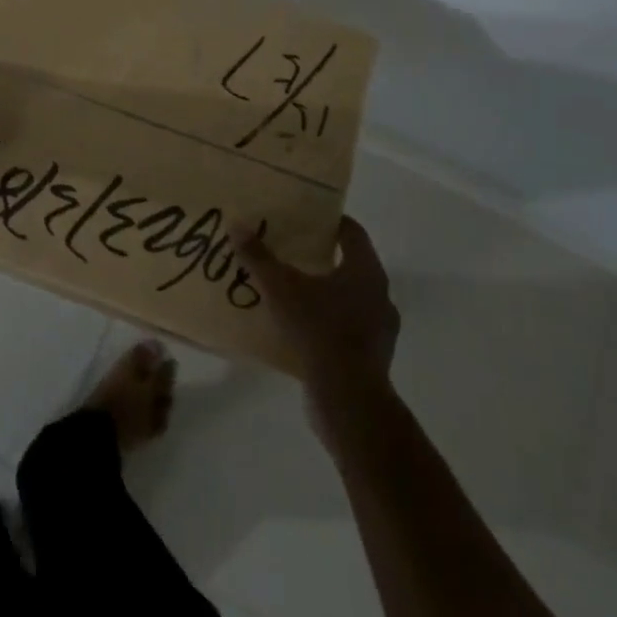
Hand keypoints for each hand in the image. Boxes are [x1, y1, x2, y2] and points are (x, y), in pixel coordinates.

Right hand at [238, 217, 400, 432]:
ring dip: (325, 292)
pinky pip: (347, 328)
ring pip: (350, 298)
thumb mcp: (281, 288)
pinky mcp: (372, 358)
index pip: (352, 232)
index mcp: (366, 271)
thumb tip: (237, 225)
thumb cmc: (319, 330)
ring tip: (292, 290)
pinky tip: (301, 327)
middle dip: (322, 257)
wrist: (349, 400)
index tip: (306, 217)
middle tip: (291, 250)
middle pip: (351, 264)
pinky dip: (327, 322)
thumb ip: (259, 257)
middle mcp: (380, 295)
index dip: (330, 221)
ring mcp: (380, 329)